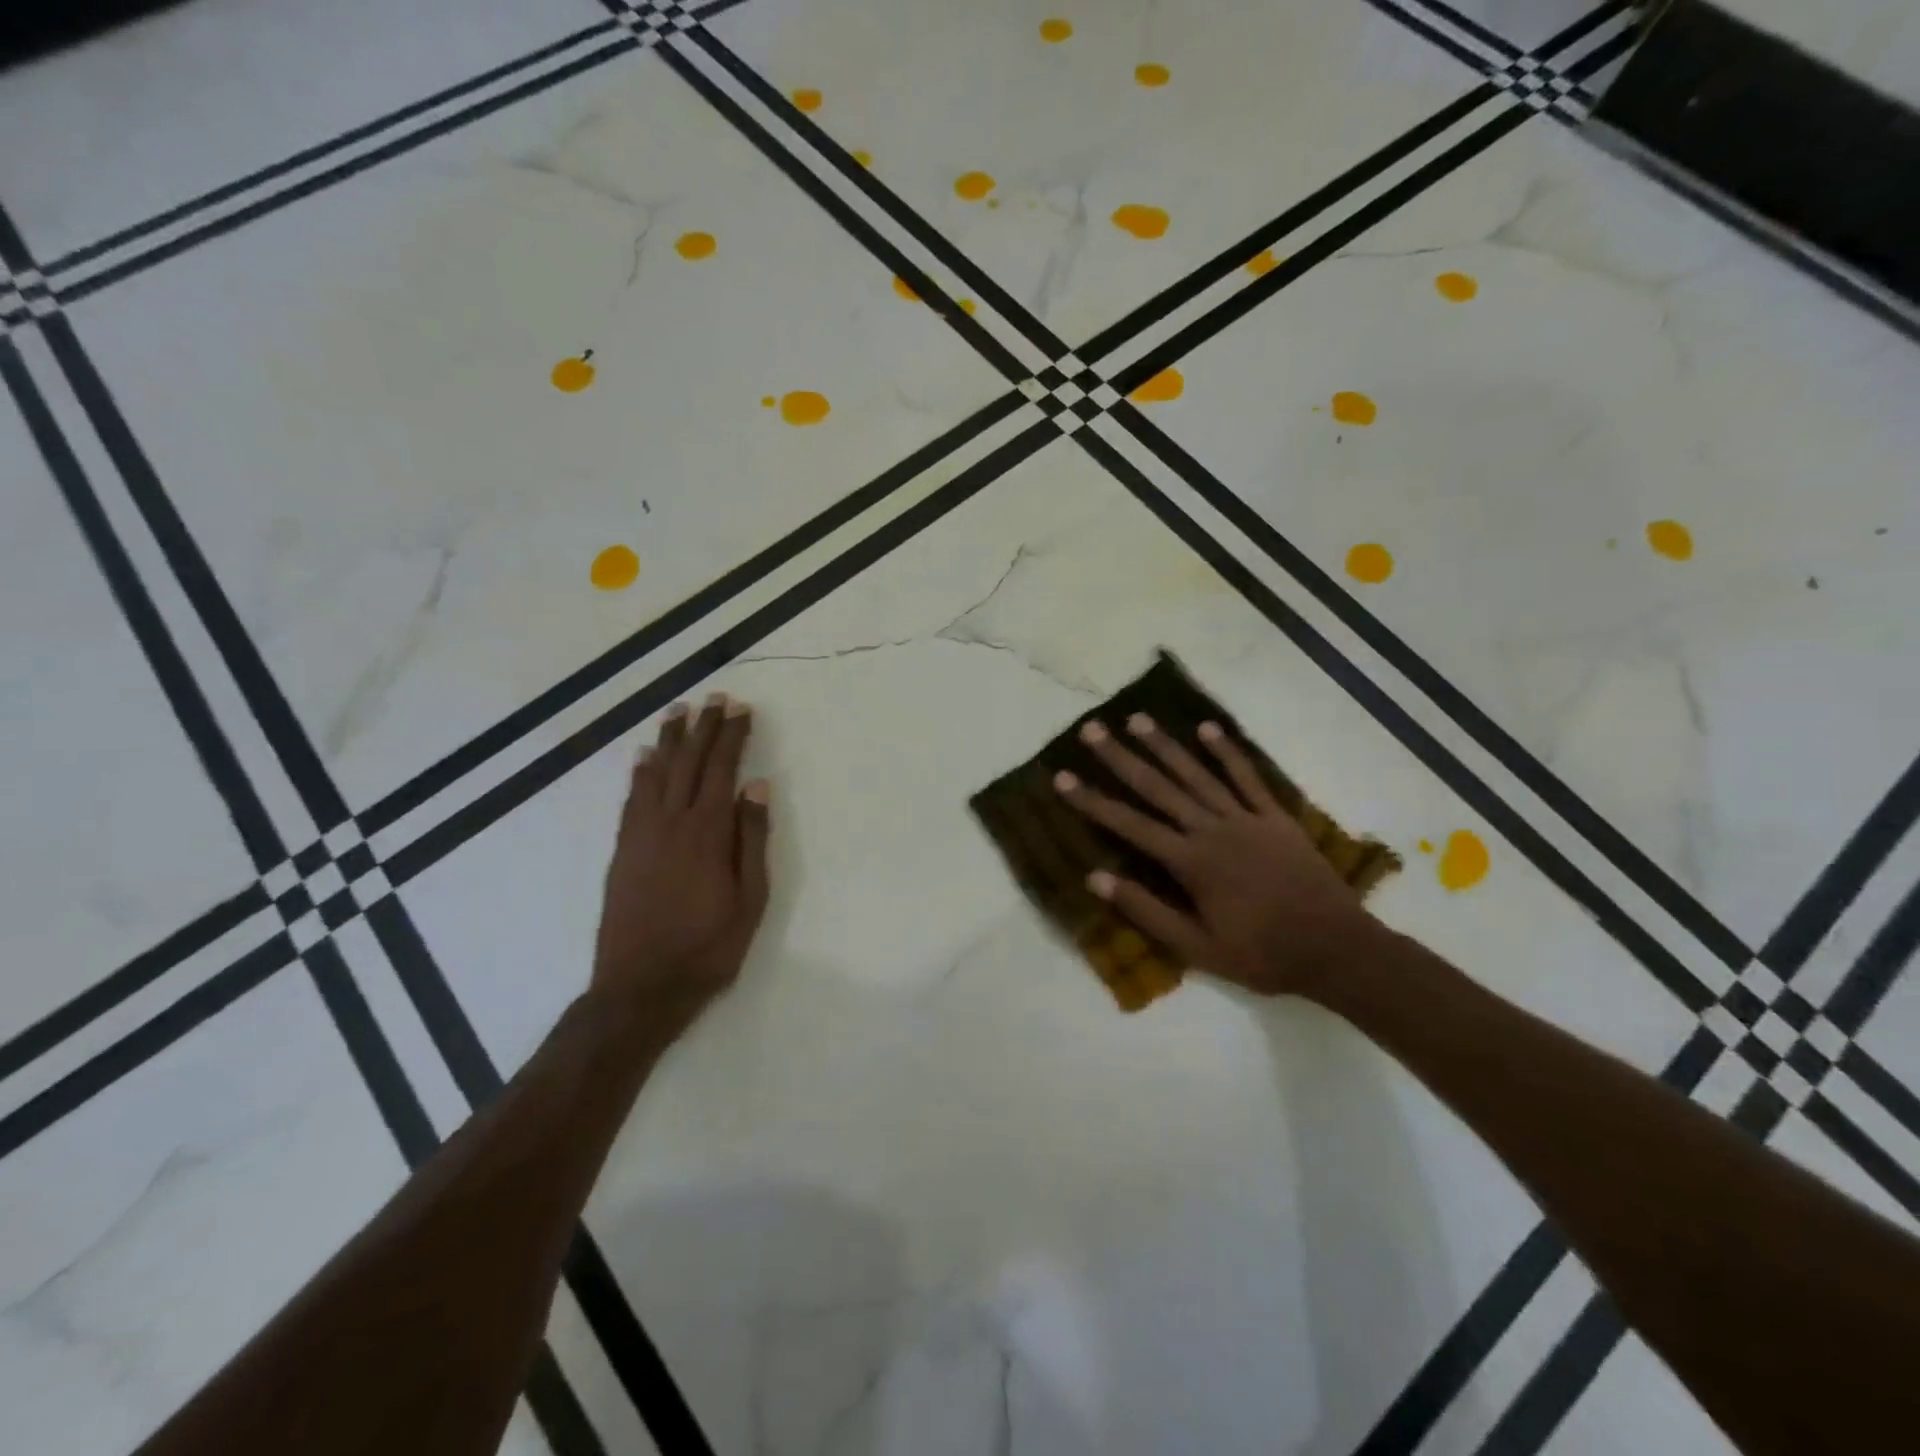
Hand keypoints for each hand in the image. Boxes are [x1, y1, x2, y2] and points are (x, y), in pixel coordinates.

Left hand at [592, 693, 770, 1037]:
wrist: (641, 987)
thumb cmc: (708, 947)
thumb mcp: (750, 899)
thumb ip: (752, 839)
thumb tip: (757, 786)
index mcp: (707, 833)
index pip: (721, 770)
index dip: (732, 736)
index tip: (741, 708)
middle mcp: (671, 823)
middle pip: (689, 763)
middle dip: (704, 728)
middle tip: (713, 697)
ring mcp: (641, 835)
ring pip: (656, 774)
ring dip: (670, 740)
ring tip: (678, 711)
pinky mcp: (622, 851)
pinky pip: (631, 800)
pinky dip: (640, 773)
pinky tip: (645, 758)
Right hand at [1054, 714, 1377, 997]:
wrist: (1336, 950)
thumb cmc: (1262, 953)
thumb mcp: (1197, 947)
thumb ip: (1146, 911)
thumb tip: (1096, 878)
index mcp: (1191, 862)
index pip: (1130, 825)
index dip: (1093, 801)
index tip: (1062, 778)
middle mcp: (1213, 830)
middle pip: (1159, 787)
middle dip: (1121, 758)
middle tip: (1092, 730)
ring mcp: (1247, 819)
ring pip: (1198, 774)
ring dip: (1165, 745)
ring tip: (1137, 719)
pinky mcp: (1276, 818)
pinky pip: (1249, 778)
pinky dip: (1228, 752)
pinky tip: (1207, 728)